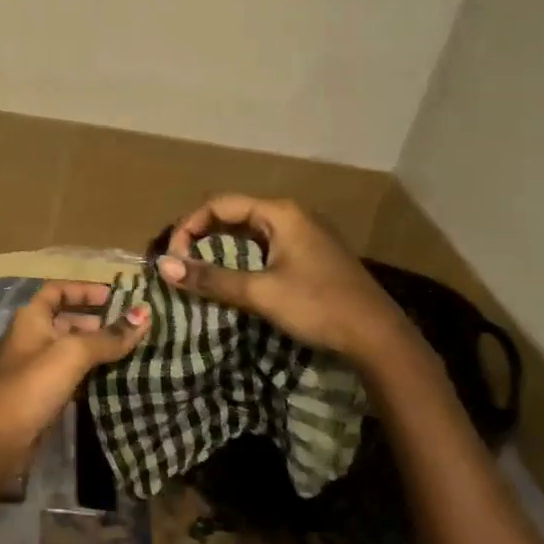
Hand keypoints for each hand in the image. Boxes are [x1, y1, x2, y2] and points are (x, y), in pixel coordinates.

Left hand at [0, 281, 150, 452]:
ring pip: (71, 350)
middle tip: (132, 327)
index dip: (84, 290)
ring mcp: (36, 367)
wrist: (0, 440)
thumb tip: (145, 314)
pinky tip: (116, 378)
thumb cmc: (33, 385)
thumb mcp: (72, 354)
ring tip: (132, 351)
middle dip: (97, 321)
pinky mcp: (43, 394)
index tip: (115, 296)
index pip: (57, 291)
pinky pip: (72, 374)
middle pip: (66, 320)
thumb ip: (108, 336)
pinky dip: (91, 373)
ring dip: (97, 349)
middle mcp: (31, 336)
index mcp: (31, 318)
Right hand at [157, 195, 414, 361]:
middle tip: (180, 263)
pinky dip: (242, 257)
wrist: (379, 338)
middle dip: (202, 236)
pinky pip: (266, 246)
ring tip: (199, 270)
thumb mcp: (260, 293)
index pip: (219, 205)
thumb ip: (211, 278)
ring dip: (221, 248)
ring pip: (249, 232)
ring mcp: (305, 234)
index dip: (189, 226)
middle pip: (233, 215)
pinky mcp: (311, 255)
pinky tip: (233, 278)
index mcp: (280, 213)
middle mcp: (292, 215)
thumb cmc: (318, 306)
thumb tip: (163, 267)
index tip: (173, 257)